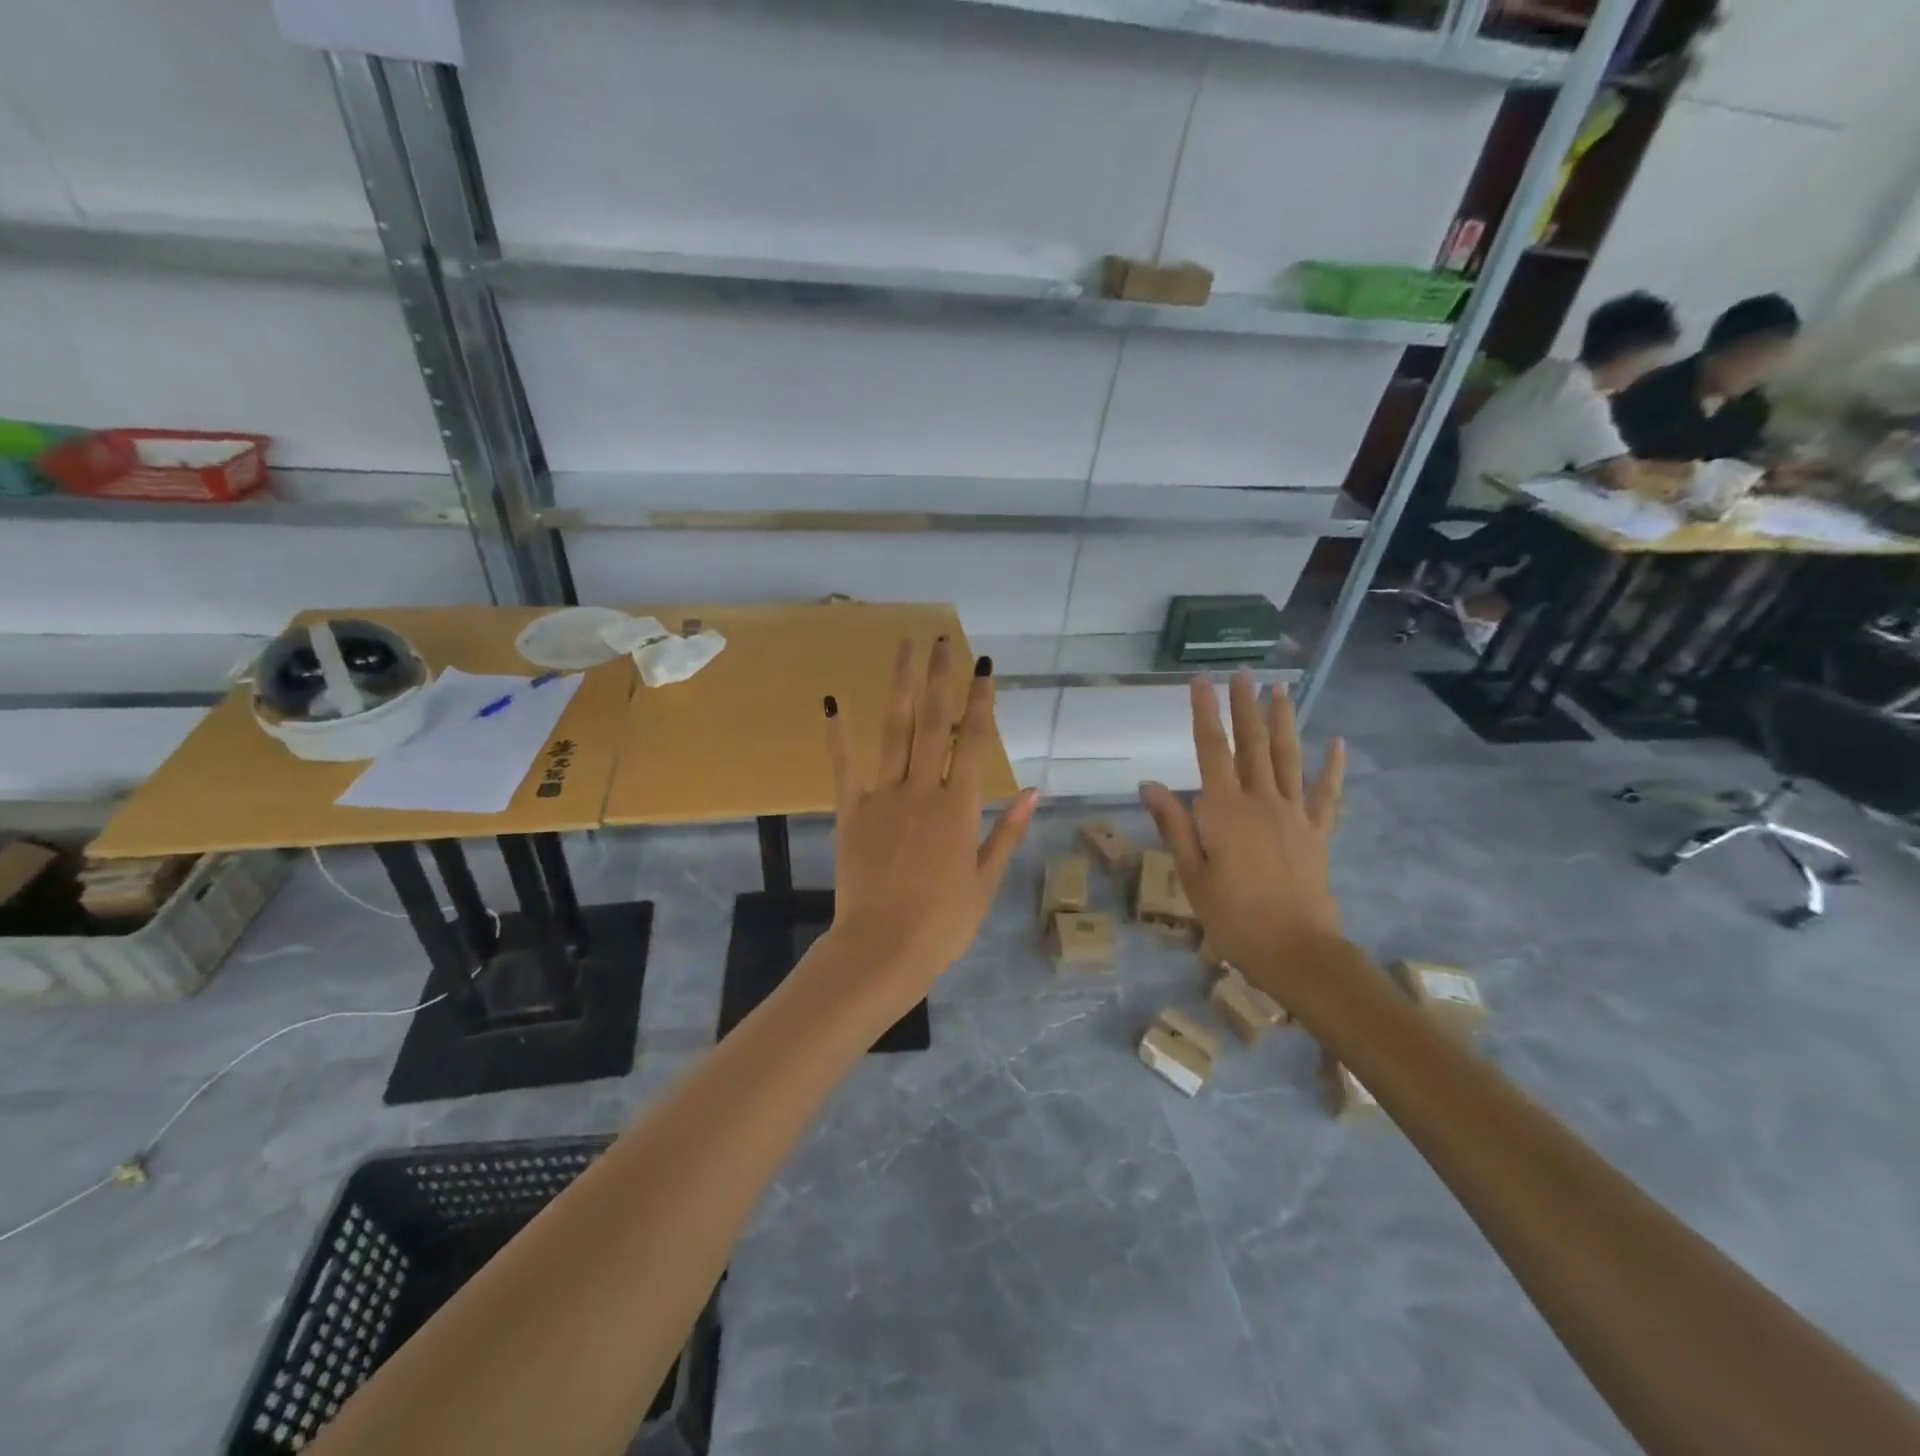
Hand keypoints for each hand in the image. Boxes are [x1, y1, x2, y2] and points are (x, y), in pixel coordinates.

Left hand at [820, 637, 1037, 1010]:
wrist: (882, 949)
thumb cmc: (943, 923)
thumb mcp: (985, 880)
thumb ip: (1007, 832)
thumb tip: (1034, 792)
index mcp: (959, 806)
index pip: (973, 739)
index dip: (980, 699)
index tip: (984, 665)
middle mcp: (922, 789)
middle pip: (932, 721)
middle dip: (939, 677)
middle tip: (942, 639)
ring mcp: (883, 796)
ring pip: (893, 730)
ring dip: (899, 686)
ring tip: (904, 648)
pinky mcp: (850, 811)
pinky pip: (843, 765)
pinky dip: (837, 734)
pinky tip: (831, 701)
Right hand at [1139, 672, 1345, 1000]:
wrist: (1296, 951)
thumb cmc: (1232, 916)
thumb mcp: (1191, 873)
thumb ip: (1173, 824)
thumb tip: (1148, 783)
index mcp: (1224, 810)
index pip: (1211, 749)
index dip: (1205, 712)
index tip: (1201, 680)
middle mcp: (1261, 800)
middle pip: (1252, 743)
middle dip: (1245, 705)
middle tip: (1242, 673)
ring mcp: (1295, 814)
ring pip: (1288, 757)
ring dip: (1283, 721)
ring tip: (1280, 689)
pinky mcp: (1317, 832)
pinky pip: (1327, 794)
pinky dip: (1332, 768)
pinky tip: (1336, 743)